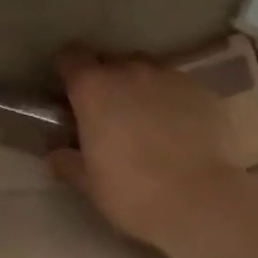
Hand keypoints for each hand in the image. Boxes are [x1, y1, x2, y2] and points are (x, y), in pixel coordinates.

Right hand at [49, 46, 246, 248]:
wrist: (202, 201)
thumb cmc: (134, 191)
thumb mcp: (91, 184)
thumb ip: (69, 163)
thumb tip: (55, 156)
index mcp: (93, 88)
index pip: (71, 57)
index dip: (69, 70)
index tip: (71, 91)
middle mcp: (128, 70)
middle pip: (111, 61)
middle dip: (108, 80)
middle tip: (111, 113)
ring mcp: (168, 76)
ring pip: (147, 70)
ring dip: (141, 87)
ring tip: (148, 120)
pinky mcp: (201, 89)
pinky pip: (178, 86)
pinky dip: (173, 100)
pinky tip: (181, 130)